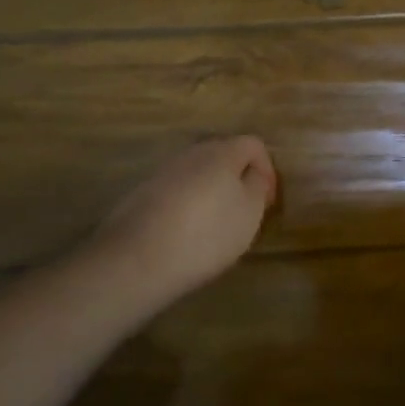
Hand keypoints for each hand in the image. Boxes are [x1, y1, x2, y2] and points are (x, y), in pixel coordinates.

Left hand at [80, 137, 278, 314]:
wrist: (136, 261)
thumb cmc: (206, 234)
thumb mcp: (249, 213)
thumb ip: (257, 185)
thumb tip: (252, 173)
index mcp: (221, 152)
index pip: (253, 144)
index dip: (267, 169)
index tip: (268, 201)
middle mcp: (190, 153)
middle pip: (223, 155)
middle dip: (238, 178)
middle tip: (245, 209)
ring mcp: (162, 172)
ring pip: (197, 173)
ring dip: (212, 191)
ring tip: (216, 224)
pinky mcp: (141, 193)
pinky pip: (176, 190)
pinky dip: (188, 204)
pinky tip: (186, 233)